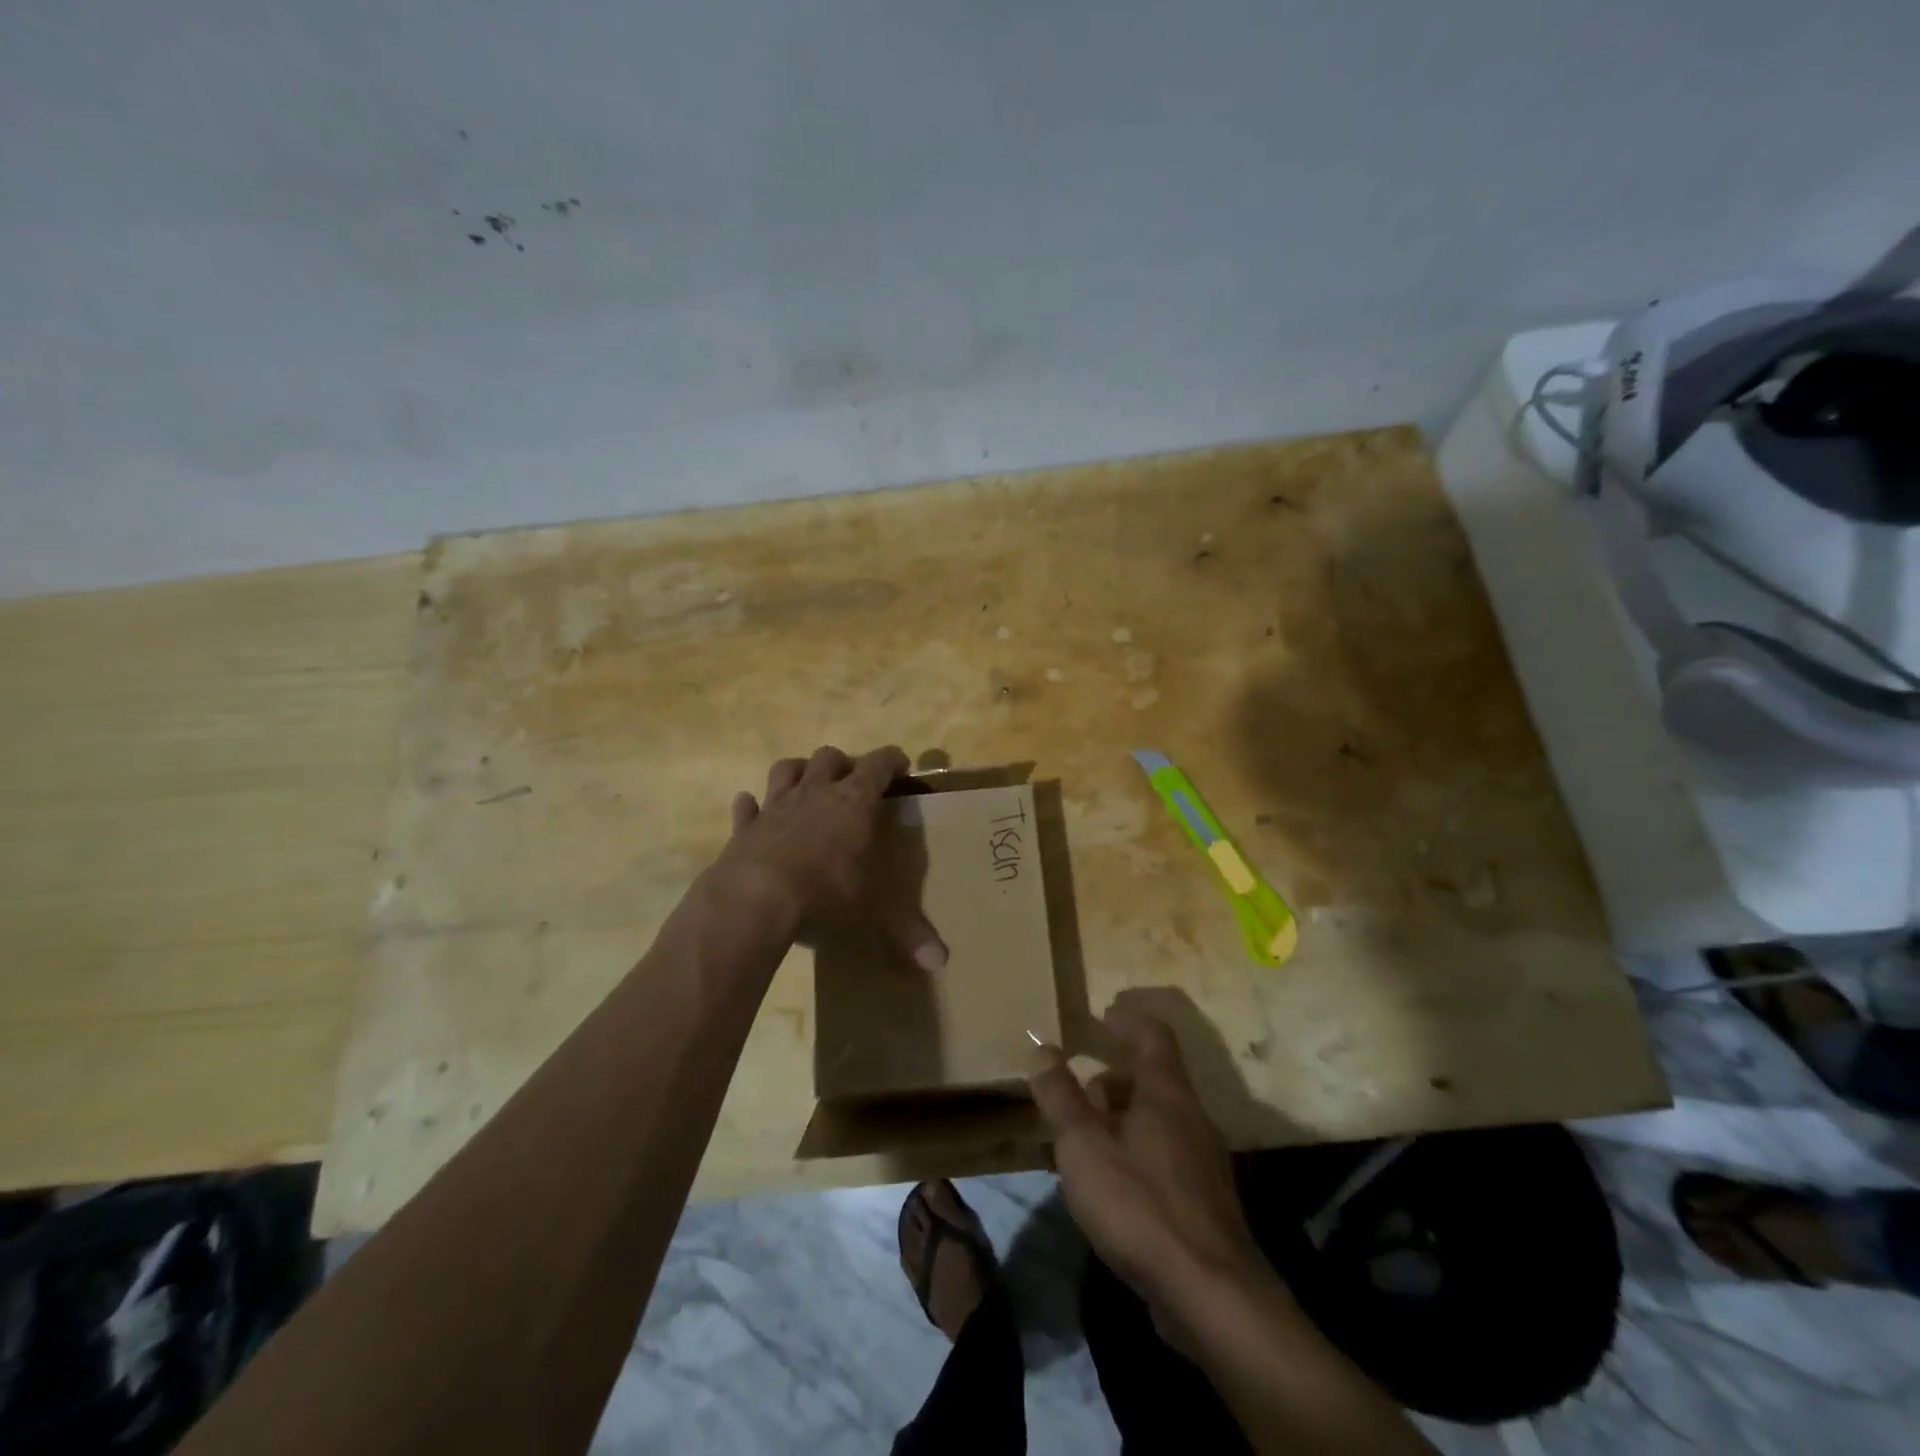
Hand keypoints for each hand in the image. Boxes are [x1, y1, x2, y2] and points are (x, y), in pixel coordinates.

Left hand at [710, 745, 947, 971]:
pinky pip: (747, 806)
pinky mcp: (744, 826)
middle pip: (829, 757)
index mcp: (854, 803)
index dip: (891, 760)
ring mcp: (776, 806)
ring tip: (806, 784)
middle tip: (851, 781)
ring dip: (798, 771)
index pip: (878, 765)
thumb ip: (908, 932)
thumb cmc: (824, 896)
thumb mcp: (873, 915)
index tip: (901, 765)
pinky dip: (751, 806)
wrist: (754, 901)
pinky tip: (752, 808)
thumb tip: (941, 962)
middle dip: (843, 763)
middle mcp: (816, 793)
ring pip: (786, 769)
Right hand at [1029, 1002, 1265, 1327]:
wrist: (1210, 1296)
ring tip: (1082, 1139)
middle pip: (1153, 1080)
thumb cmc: (1140, 1204)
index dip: (1128, 1020)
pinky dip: (1132, 1154)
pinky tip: (1108, 1185)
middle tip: (1077, 1088)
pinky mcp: (1202, 1204)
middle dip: (1113, 1079)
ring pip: (1156, 1122)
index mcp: (1167, 1093)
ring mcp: (1202, 1163)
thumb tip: (1043, 1047)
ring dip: (1119, 1119)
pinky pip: (1162, 1158)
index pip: (1153, 1035)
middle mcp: (1191, 1118)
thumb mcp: (1084, 1145)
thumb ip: (1061, 1095)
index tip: (1104, 1014)